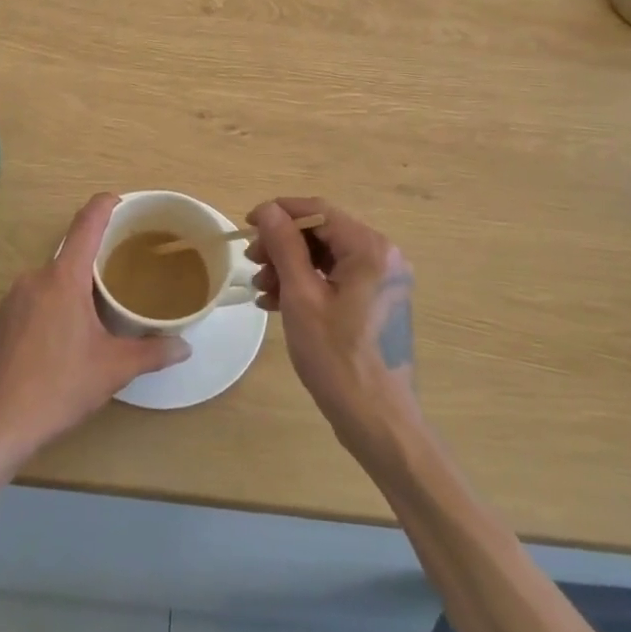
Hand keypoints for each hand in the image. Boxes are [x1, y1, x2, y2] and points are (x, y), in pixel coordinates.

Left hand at [0, 194, 188, 458]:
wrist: (0, 423)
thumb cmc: (61, 386)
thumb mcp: (114, 369)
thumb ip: (152, 352)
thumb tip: (184, 346)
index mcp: (64, 278)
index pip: (86, 224)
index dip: (104, 205)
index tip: (119, 200)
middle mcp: (34, 278)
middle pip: (69, 257)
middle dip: (92, 265)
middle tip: (117, 281)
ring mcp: (10, 300)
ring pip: (48, 282)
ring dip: (69, 291)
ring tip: (90, 318)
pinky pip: (29, 303)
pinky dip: (46, 311)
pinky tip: (56, 342)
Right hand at [247, 198, 419, 460]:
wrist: (378, 422)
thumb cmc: (337, 358)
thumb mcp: (302, 297)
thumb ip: (284, 246)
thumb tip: (268, 209)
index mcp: (370, 249)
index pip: (318, 211)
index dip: (279, 213)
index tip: (247, 225)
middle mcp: (383, 257)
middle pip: (322, 234)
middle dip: (283, 245)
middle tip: (252, 262)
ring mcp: (383, 281)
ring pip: (326, 257)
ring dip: (290, 267)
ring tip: (261, 288)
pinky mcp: (377, 303)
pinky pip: (336, 279)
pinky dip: (307, 285)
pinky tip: (277, 302)